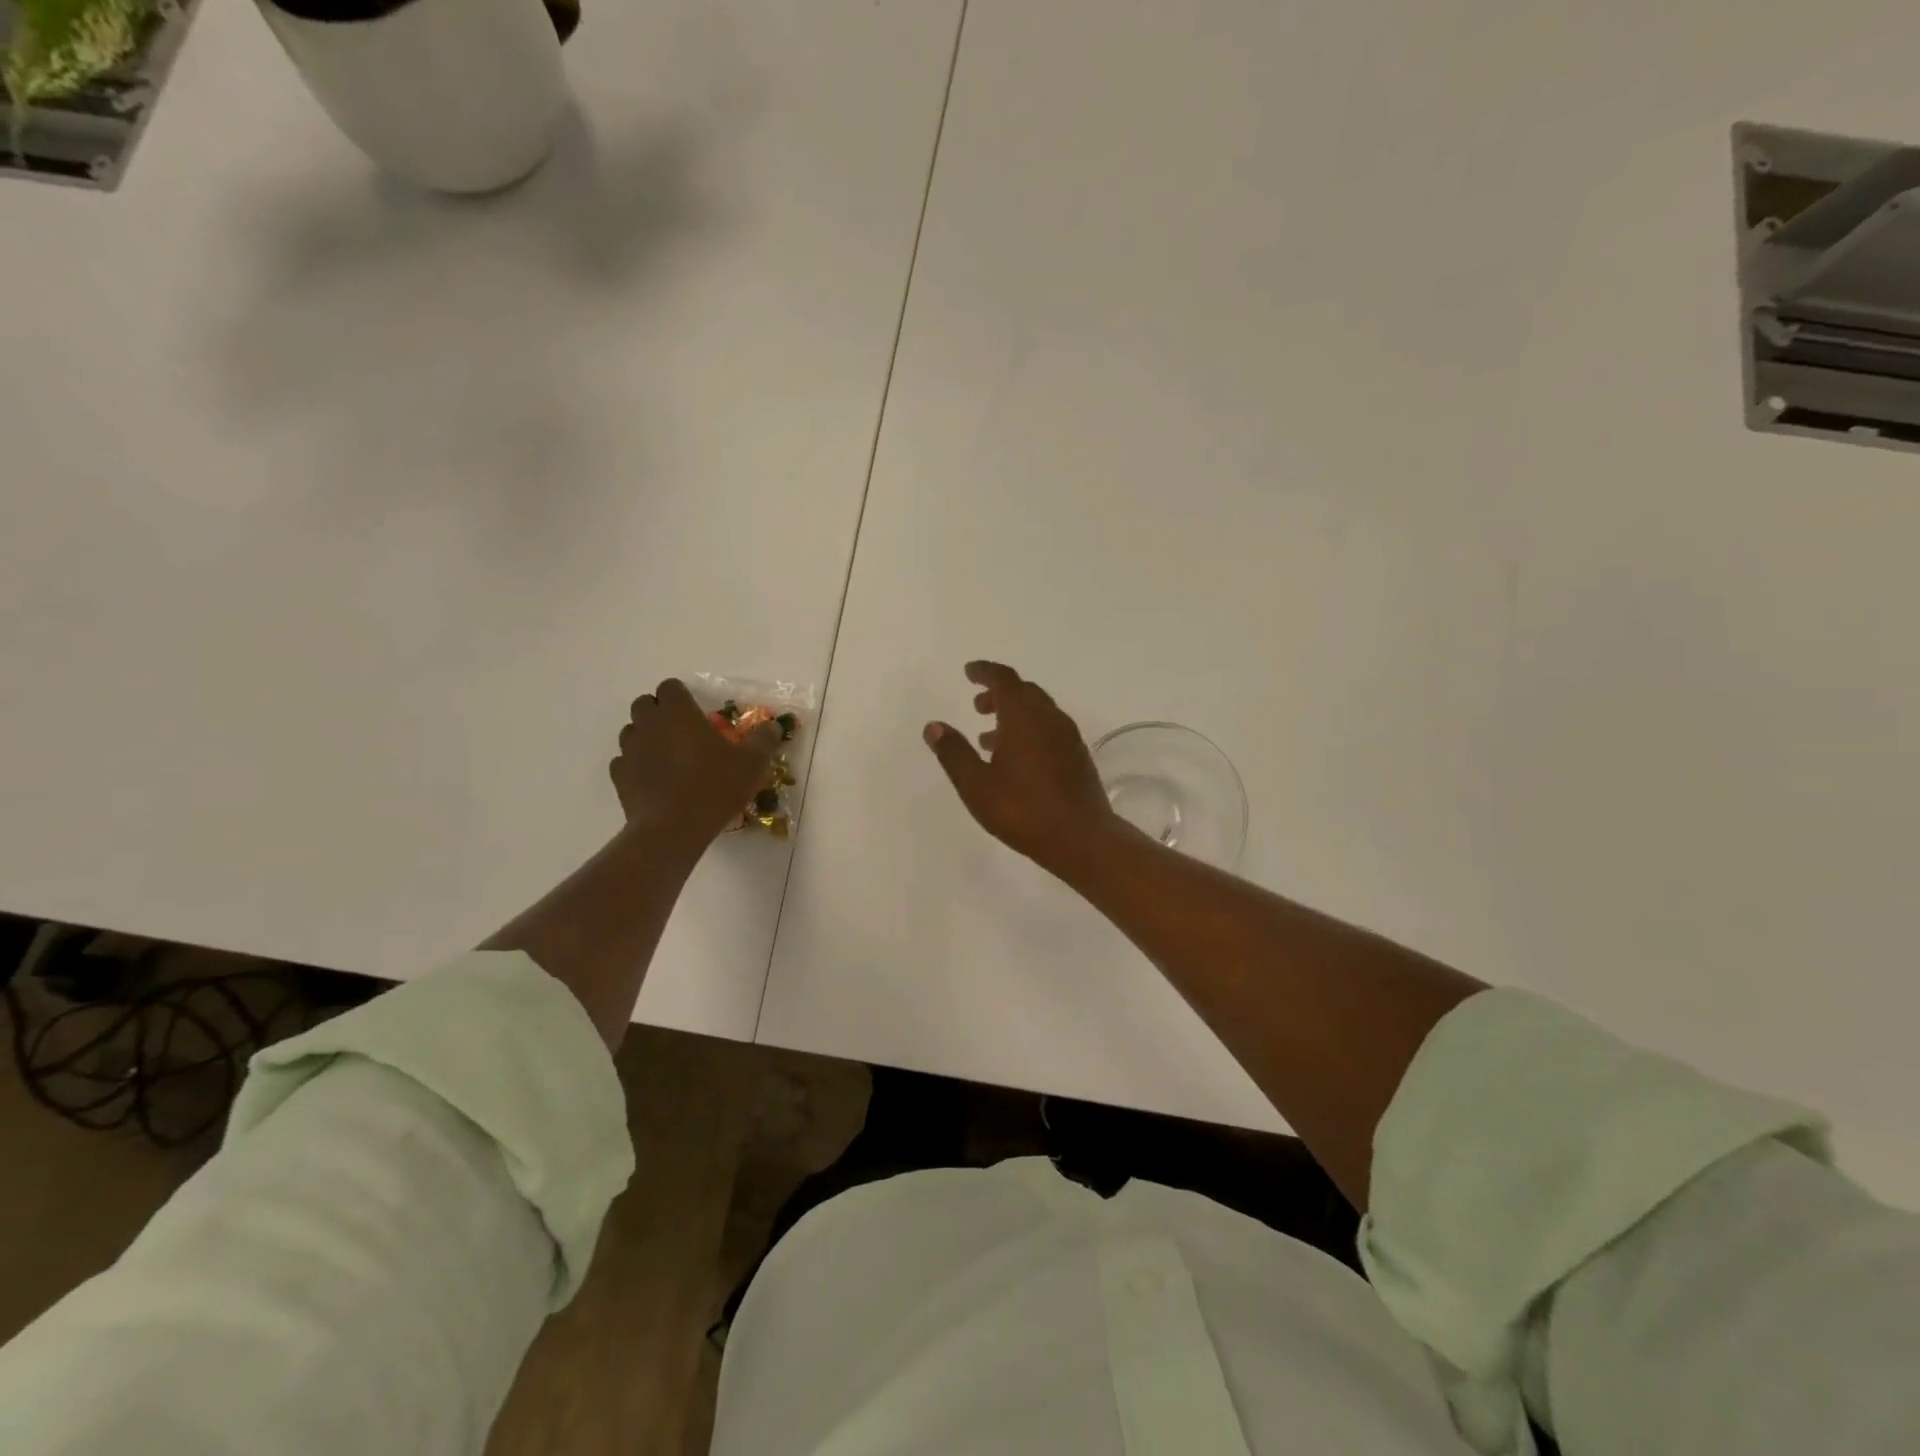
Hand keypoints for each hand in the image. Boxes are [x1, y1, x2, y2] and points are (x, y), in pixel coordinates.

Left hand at [613, 679, 781, 848]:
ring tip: (669, 756)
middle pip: (644, 704)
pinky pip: (624, 761)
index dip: (681, 695)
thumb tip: (773, 726)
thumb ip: (763, 740)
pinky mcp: (619, 776)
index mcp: (679, 713)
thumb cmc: (715, 787)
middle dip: (660, 712)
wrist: (673, 829)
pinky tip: (655, 779)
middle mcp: (649, 725)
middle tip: (683, 731)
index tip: (696, 711)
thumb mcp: (752, 763)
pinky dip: (637, 764)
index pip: (670, 687)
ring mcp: (629, 750)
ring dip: (647, 737)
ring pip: (632, 731)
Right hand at [924, 661, 1120, 871]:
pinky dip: (1029, 731)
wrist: (1081, 838)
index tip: (969, 671)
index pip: (1004, 679)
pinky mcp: (1078, 757)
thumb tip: (933, 726)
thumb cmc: (1023, 810)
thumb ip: (954, 753)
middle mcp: (1049, 719)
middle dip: (999, 693)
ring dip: (1013, 714)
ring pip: (1038, 711)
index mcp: (1024, 717)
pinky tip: (1016, 759)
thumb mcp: (977, 785)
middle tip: (977, 705)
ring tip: (988, 738)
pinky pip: (1049, 729)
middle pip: (1024, 692)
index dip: (985, 672)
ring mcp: (1068, 737)